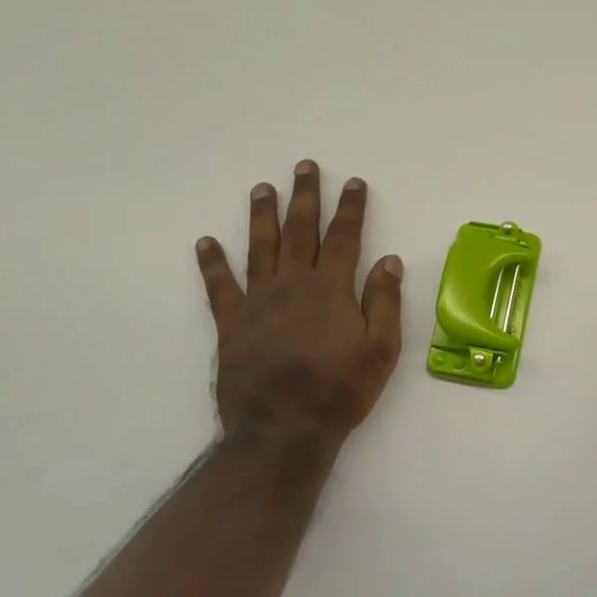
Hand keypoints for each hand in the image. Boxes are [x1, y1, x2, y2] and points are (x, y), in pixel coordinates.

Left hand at [196, 161, 403, 449]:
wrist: (283, 429)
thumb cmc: (340, 390)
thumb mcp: (381, 349)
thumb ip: (385, 301)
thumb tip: (390, 260)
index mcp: (331, 289)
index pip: (344, 237)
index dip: (350, 208)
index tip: (353, 182)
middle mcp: (293, 285)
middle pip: (300, 231)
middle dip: (305, 197)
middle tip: (305, 167)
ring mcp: (258, 302)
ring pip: (260, 248)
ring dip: (262, 216)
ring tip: (262, 188)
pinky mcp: (231, 324)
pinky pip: (219, 286)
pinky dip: (212, 263)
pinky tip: (206, 243)